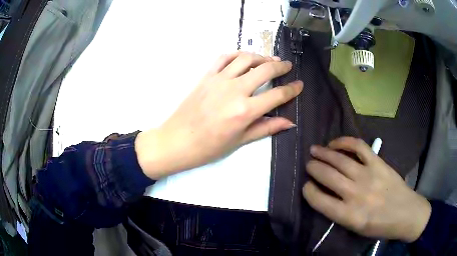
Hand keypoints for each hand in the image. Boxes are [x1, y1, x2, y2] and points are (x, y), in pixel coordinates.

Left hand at [136, 52, 302, 178]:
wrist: (177, 140)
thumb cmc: (209, 147)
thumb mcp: (240, 141)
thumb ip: (266, 128)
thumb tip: (289, 122)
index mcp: (245, 110)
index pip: (277, 94)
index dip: (292, 89)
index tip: (299, 84)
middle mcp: (235, 90)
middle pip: (265, 70)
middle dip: (281, 66)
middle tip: (287, 66)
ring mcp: (219, 80)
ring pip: (246, 58)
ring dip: (261, 56)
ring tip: (269, 60)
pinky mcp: (206, 76)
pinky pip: (224, 58)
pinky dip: (237, 54)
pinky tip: (244, 58)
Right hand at [302, 137, 430, 241]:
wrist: (406, 213)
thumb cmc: (380, 226)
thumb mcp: (357, 228)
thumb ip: (340, 213)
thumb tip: (326, 195)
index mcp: (349, 216)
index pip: (320, 201)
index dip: (308, 191)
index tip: (306, 186)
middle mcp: (357, 194)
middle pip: (328, 176)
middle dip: (313, 168)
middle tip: (308, 164)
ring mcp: (368, 175)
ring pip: (340, 160)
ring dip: (324, 153)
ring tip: (314, 150)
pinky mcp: (378, 163)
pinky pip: (358, 147)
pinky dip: (345, 142)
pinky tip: (336, 143)